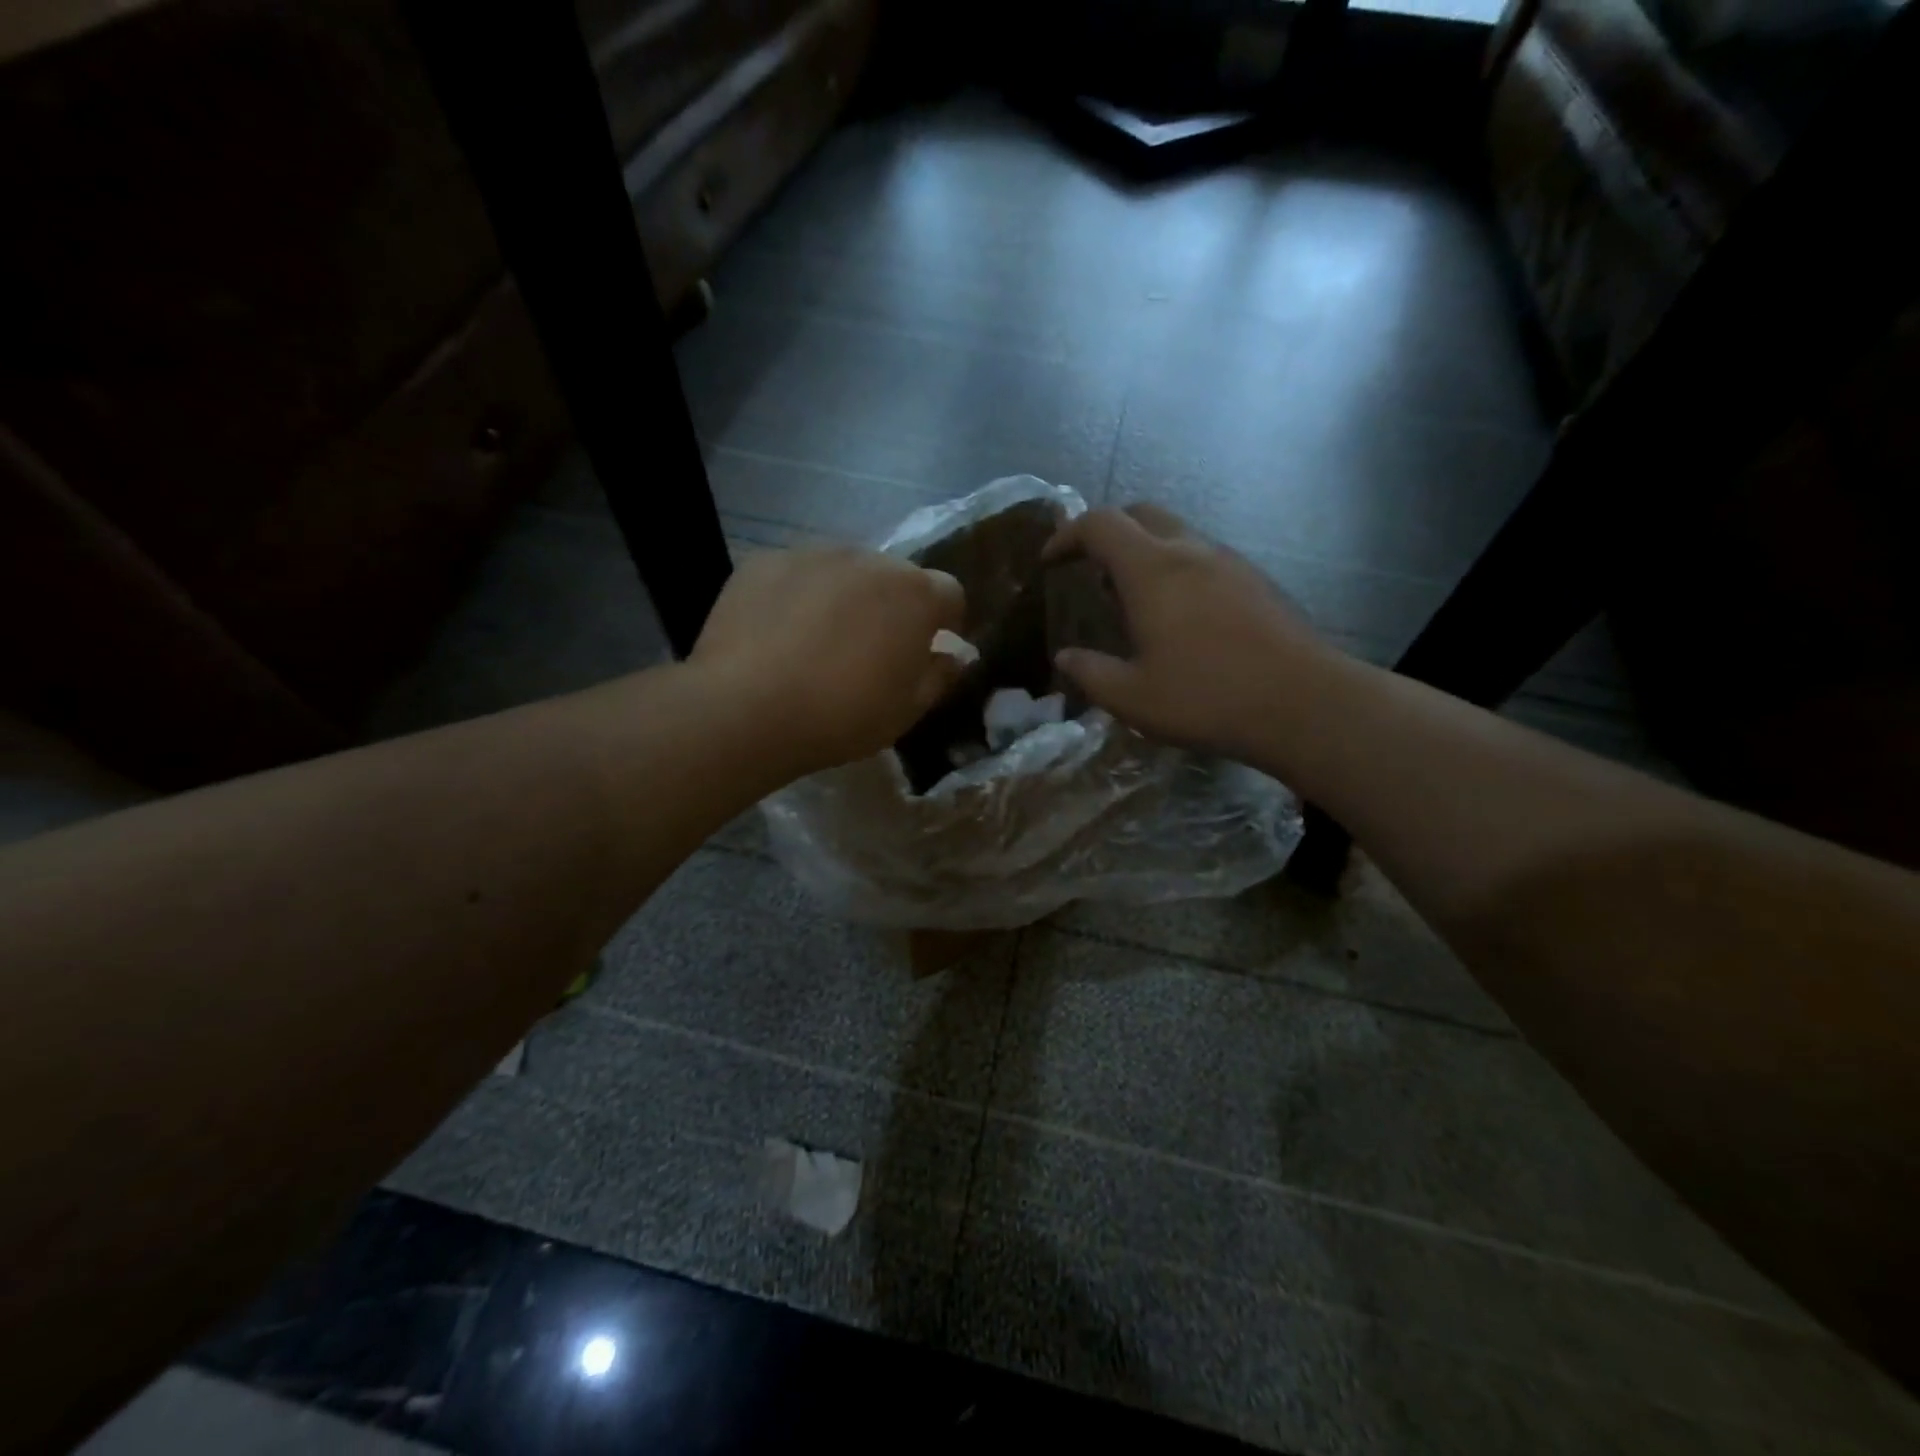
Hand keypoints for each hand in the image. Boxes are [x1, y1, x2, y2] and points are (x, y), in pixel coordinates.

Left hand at [692, 545, 965, 772]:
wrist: (747, 708)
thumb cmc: (843, 714)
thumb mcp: (907, 710)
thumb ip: (940, 676)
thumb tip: (955, 656)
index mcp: (915, 594)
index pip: (949, 593)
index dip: (946, 621)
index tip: (931, 647)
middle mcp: (869, 559)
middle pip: (894, 577)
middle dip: (893, 606)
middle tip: (872, 648)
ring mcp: (813, 554)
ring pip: (844, 571)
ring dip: (845, 596)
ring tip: (820, 639)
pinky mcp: (764, 561)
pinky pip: (796, 574)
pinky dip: (797, 595)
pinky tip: (778, 632)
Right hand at [1045, 505, 1335, 762]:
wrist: (1303, 703)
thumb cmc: (1207, 697)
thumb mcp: (1133, 698)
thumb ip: (1091, 673)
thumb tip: (1065, 657)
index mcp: (1152, 570)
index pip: (1099, 524)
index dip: (1067, 535)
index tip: (1050, 561)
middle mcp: (1190, 551)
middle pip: (1140, 512)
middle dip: (1107, 531)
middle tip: (1090, 568)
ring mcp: (1228, 561)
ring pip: (1176, 532)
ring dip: (1144, 549)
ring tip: (1131, 597)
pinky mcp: (1255, 580)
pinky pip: (1203, 555)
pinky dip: (1176, 566)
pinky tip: (1179, 613)